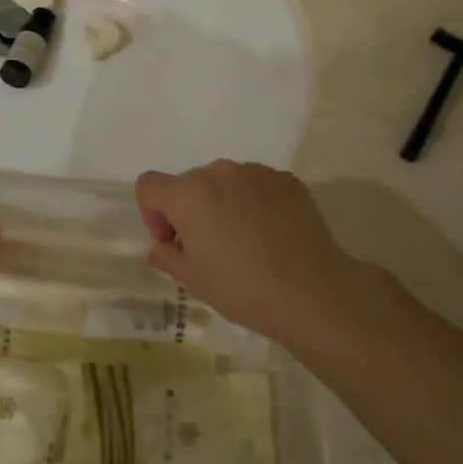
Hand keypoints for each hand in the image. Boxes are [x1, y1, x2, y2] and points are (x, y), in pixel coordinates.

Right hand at [135, 161, 375, 346]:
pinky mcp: (286, 179)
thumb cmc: (243, 288)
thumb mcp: (194, 281)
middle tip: (209, 247)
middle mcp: (219, 172)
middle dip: (189, 210)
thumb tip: (163, 246)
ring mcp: (256, 172)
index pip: (149, 185)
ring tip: (244, 240)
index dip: (152, 214)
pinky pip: (255, 185)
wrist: (313, 291)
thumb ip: (167, 256)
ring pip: (224, 182)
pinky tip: (270, 234)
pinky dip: (253, 202)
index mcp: (189, 194)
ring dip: (222, 203)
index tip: (174, 242)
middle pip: (188, 183)